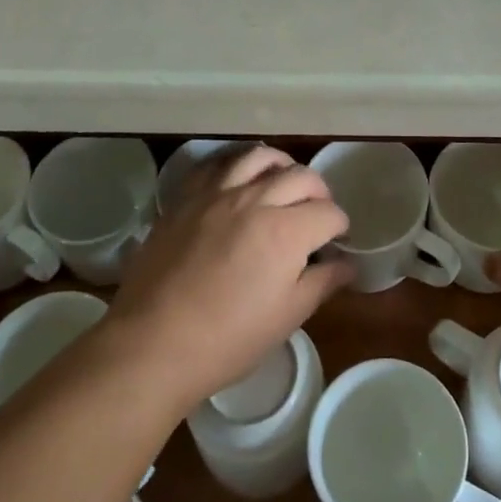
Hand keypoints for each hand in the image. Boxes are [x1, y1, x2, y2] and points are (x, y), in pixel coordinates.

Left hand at [105, 145, 351, 412]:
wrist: (152, 343)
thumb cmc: (227, 340)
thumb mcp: (286, 317)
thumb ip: (322, 283)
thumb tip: (348, 264)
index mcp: (286, 231)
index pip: (329, 212)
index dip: (339, 225)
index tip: (336, 239)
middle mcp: (255, 200)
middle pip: (301, 176)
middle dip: (319, 192)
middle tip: (317, 212)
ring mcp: (217, 194)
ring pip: (259, 157)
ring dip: (281, 166)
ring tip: (283, 182)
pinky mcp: (186, 198)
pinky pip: (216, 164)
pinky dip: (237, 165)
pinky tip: (239, 179)